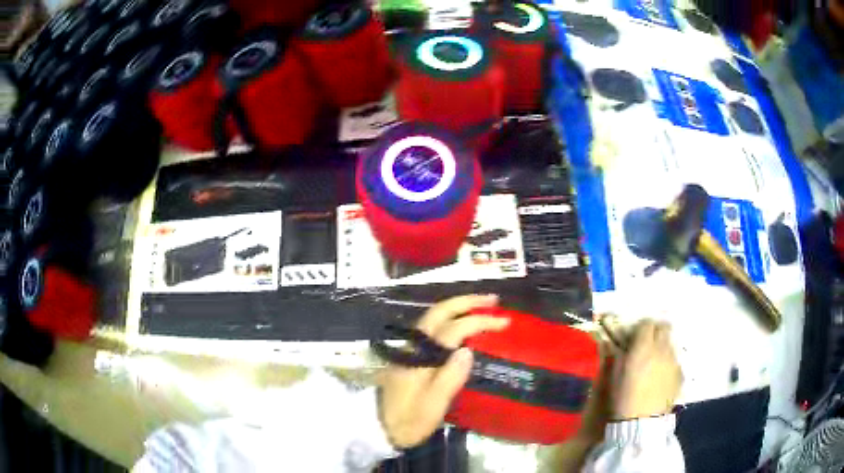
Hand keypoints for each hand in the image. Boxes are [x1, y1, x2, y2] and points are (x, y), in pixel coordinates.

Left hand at [378, 295, 509, 448]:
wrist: (377, 428)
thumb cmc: (408, 420)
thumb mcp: (432, 406)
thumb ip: (450, 378)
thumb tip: (468, 350)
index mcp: (420, 356)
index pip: (453, 329)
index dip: (479, 321)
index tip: (504, 321)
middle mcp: (413, 345)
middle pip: (439, 312)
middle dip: (467, 302)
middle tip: (493, 300)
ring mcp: (409, 349)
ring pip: (434, 317)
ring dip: (458, 308)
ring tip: (482, 308)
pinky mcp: (410, 356)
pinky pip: (433, 328)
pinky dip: (451, 319)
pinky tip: (462, 326)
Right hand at [610, 320, 682, 420]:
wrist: (642, 421)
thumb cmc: (624, 397)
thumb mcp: (615, 375)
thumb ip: (620, 355)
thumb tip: (621, 345)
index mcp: (643, 347)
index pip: (647, 324)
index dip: (641, 327)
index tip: (636, 335)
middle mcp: (661, 349)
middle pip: (664, 327)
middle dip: (656, 331)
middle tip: (648, 341)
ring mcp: (673, 361)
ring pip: (671, 343)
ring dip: (663, 346)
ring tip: (655, 360)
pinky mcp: (679, 373)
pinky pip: (674, 361)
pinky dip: (668, 363)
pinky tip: (660, 375)